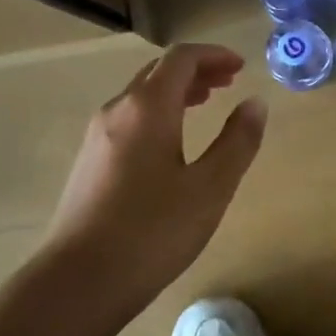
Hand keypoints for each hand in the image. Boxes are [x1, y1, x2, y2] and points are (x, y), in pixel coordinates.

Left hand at [43, 44, 266, 309]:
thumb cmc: (153, 231)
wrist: (80, 279)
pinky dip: (157, 115)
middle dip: (196, 72)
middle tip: (228, 83)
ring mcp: (97, 137)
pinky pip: (128, 120)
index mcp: (147, 108)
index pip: (181, 59)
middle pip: (157, 73)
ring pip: (140, 97)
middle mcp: (117, 111)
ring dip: (175, 93)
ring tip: (204, 106)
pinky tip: (170, 144)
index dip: (213, 56)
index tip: (241, 67)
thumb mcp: (210, 188)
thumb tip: (255, 103)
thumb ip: (237, 142)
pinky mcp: (89, 163)